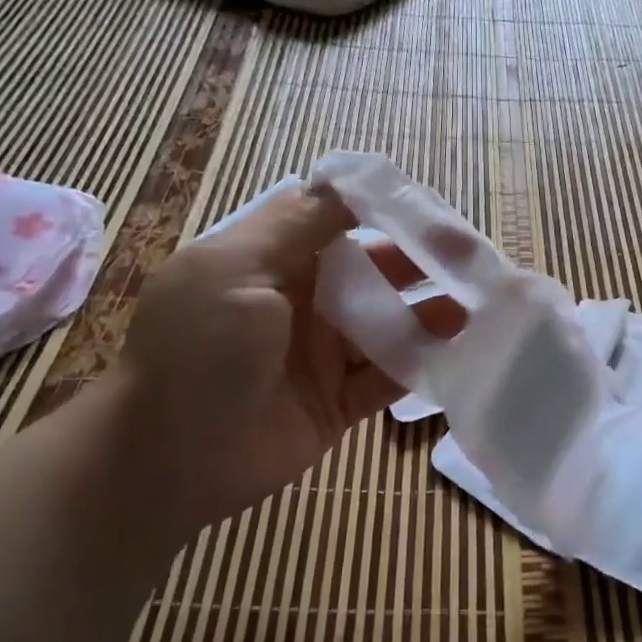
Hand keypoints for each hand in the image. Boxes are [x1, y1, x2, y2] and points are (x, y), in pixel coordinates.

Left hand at [111, 184, 463, 535]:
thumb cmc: (198, 351)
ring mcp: (323, 352)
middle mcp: (302, 300)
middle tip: (472, 257)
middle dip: (419, 261)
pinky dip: (421, 364)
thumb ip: (298, 227)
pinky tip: (459, 352)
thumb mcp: (236, 271)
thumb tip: (344, 181)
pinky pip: (388, 375)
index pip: (337, 221)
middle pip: (372, 271)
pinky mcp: (339, 399)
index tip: (429, 208)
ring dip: (429, 313)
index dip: (382, 211)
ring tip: (475, 305)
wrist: (166, 461)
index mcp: (272, 260)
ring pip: (387, 323)